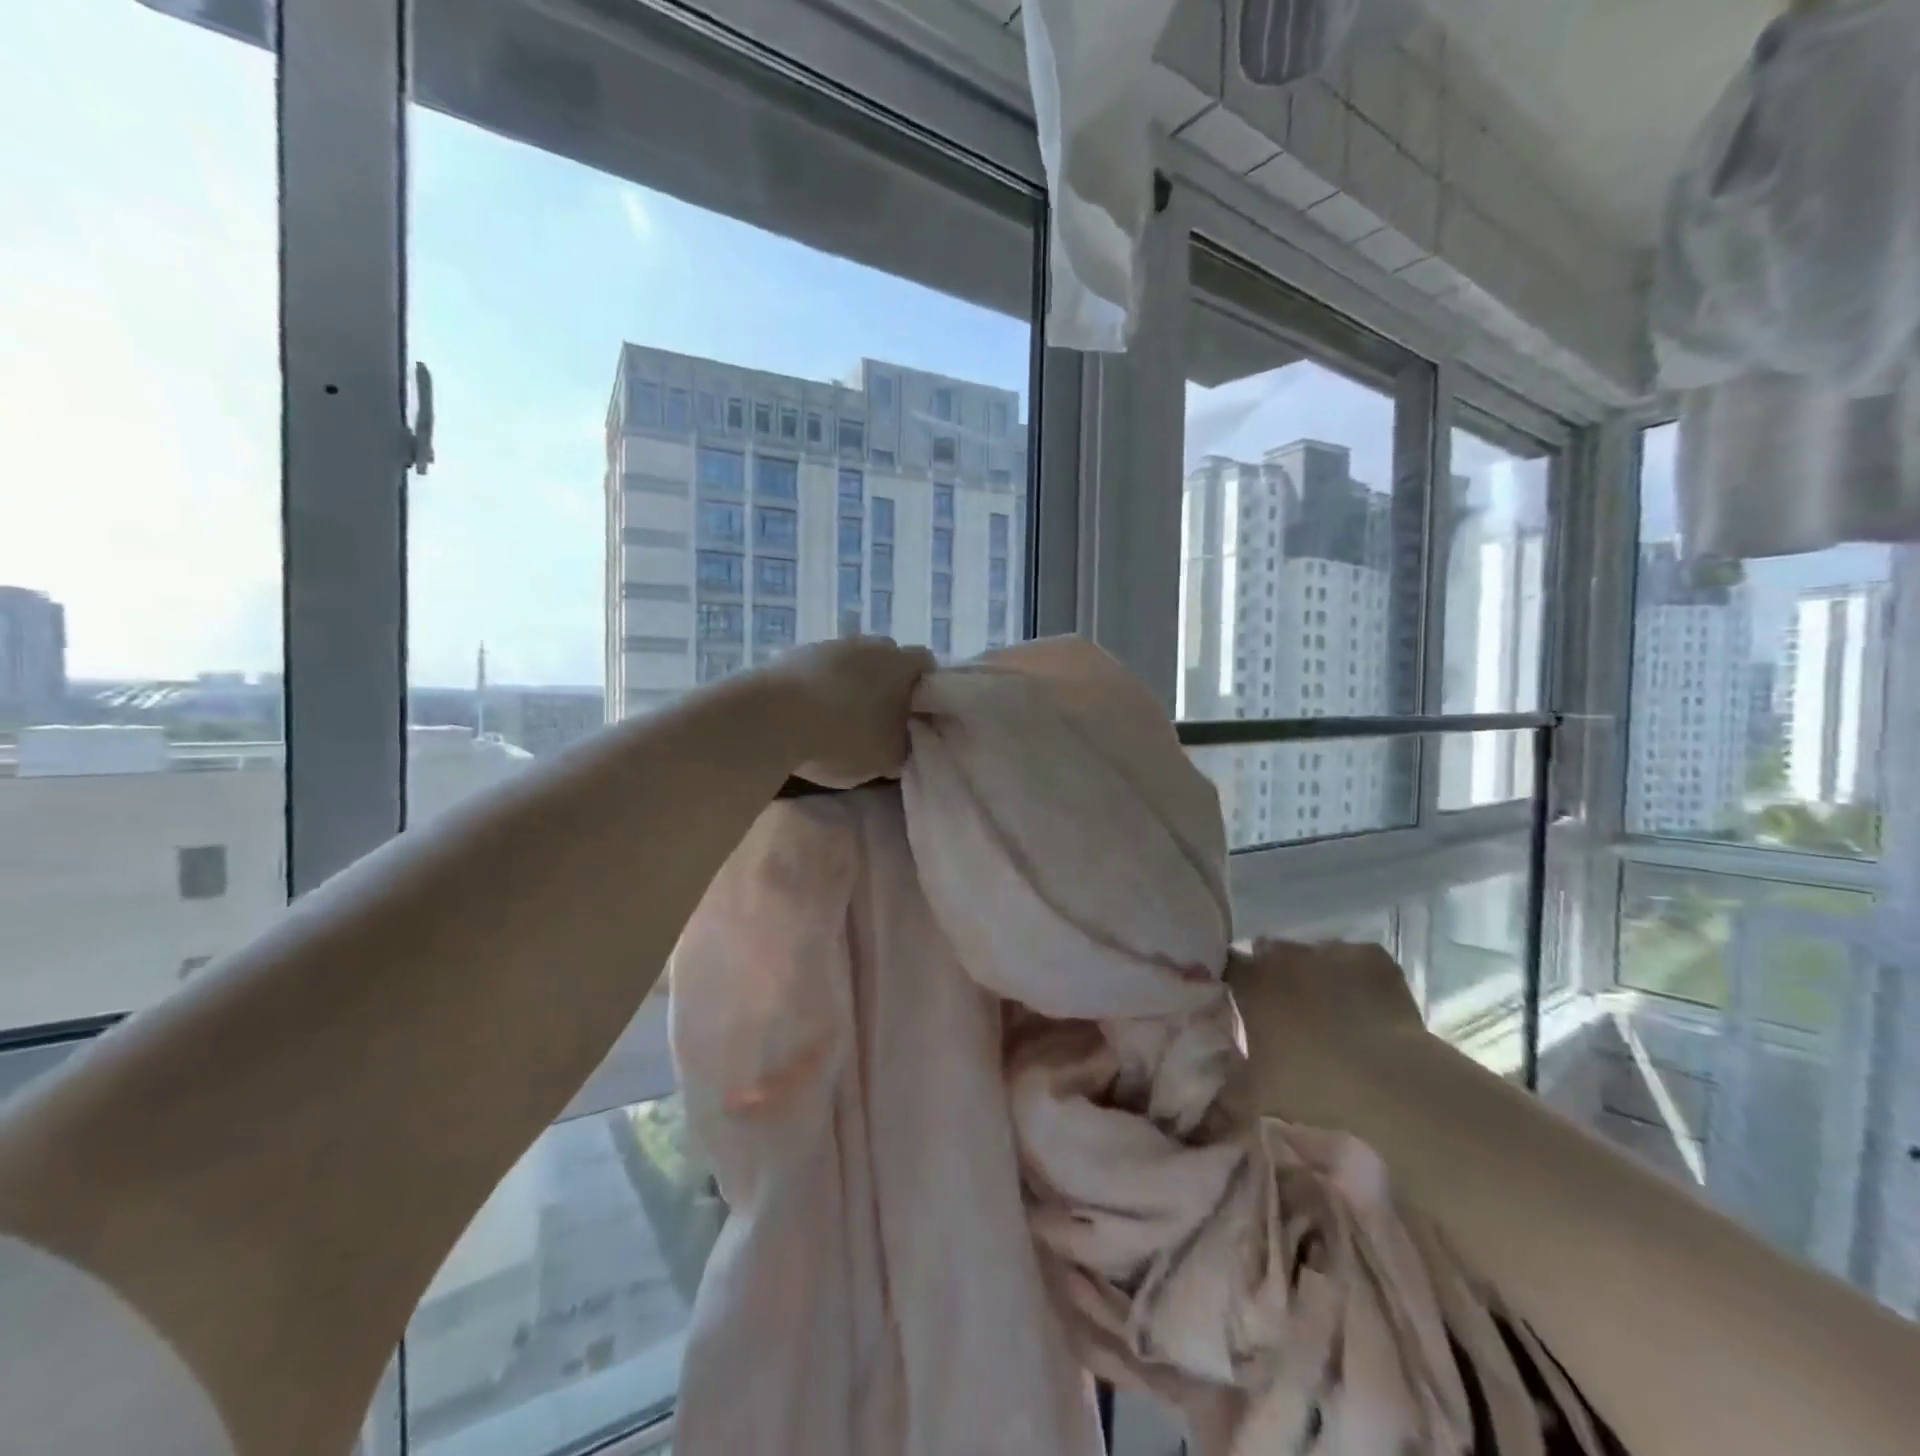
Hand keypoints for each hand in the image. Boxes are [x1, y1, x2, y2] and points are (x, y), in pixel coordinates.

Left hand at [765, 636, 936, 787]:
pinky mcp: (794, 653)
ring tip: (838, 719)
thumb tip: (904, 740)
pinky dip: (818, 687)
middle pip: (886, 660)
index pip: (926, 665)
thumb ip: (905, 745)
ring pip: (850, 663)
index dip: (925, 690)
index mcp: (902, 664)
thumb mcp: (888, 758)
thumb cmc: (845, 738)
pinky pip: (817, 670)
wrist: (774, 718)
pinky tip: (808, 715)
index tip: (915, 715)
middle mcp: (870, 645)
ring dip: (849, 684)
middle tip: (878, 718)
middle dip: (885, 684)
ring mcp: (829, 645)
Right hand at [1227, 938, 1425, 1117]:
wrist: (1392, 1081)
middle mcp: (1286, 955)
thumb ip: (1230, 1083)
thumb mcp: (1260, 1095)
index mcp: (1253, 982)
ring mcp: (1330, 950)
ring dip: (1314, 973)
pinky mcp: (1372, 956)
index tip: (1243, 1002)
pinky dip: (1354, 976)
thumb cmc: (1316, 1084)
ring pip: (1313, 955)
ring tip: (1332, 1010)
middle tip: (1288, 1010)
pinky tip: (1365, 1004)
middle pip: (1270, 954)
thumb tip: (1214, 1082)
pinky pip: (1354, 960)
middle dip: (1274, 975)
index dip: (1235, 982)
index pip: (1230, 967)